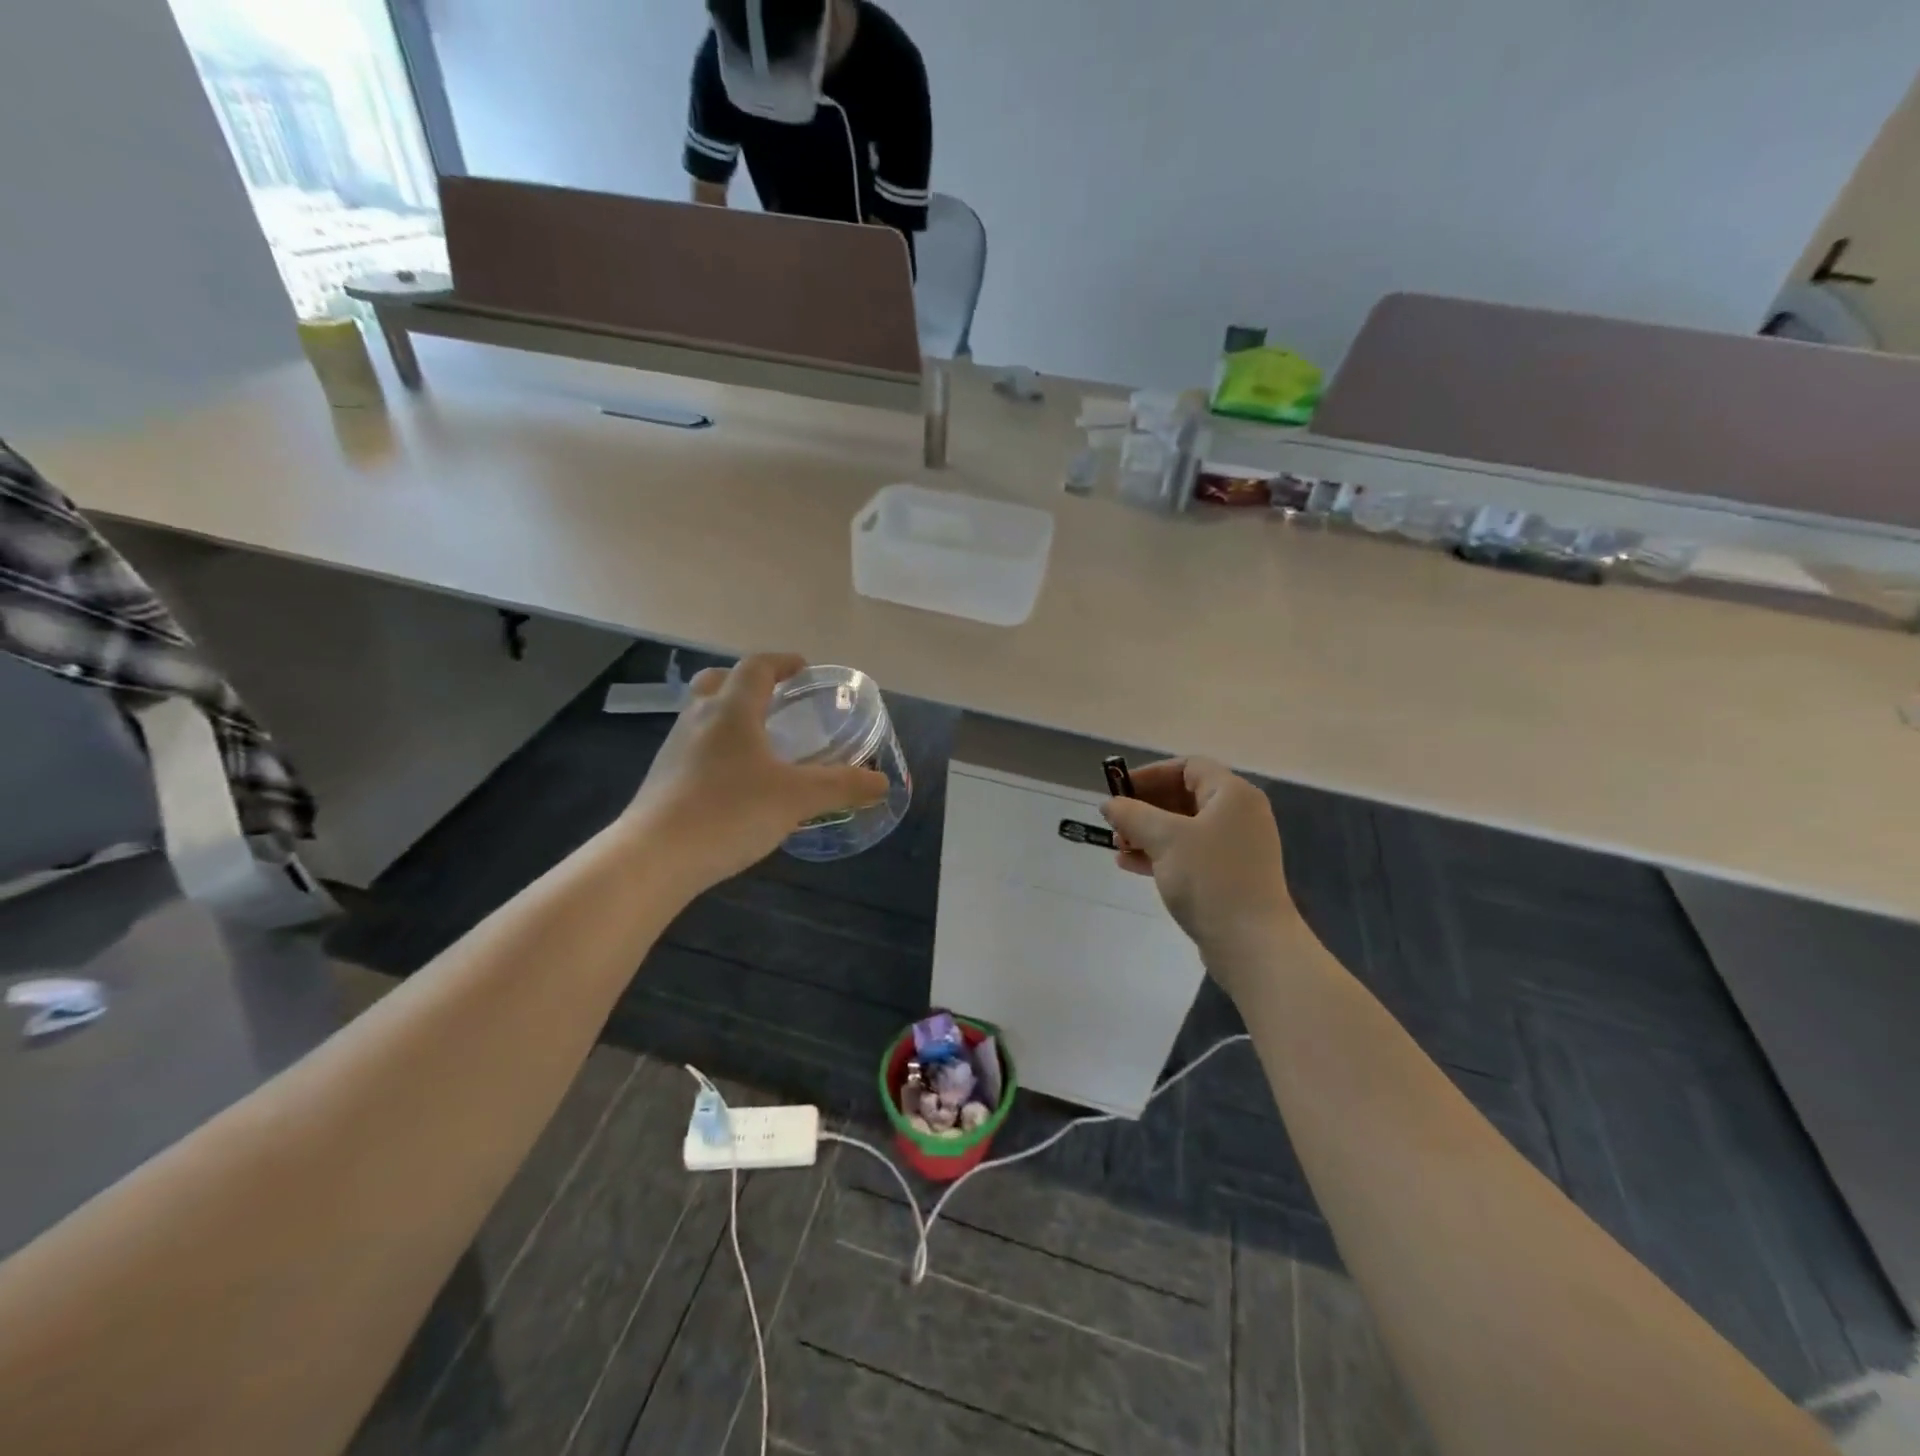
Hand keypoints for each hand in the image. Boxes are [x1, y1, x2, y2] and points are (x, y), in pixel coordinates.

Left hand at [624, 653, 888, 893]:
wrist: (654, 858)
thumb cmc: (729, 812)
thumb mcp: (796, 798)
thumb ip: (842, 786)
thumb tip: (882, 782)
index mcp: (730, 710)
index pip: (755, 667)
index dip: (781, 662)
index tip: (803, 668)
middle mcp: (698, 719)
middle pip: (718, 682)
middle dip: (747, 682)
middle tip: (775, 698)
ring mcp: (674, 749)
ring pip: (702, 715)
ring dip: (729, 715)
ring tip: (759, 740)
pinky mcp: (662, 779)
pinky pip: (694, 747)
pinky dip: (717, 748)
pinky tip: (735, 780)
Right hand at [1102, 758, 1300, 996]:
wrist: (1252, 944)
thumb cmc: (1210, 879)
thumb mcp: (1165, 839)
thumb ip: (1132, 815)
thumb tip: (1109, 804)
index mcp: (1232, 794)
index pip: (1188, 767)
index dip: (1150, 774)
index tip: (1119, 790)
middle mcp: (1239, 814)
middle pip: (1184, 796)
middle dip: (1145, 807)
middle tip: (1115, 822)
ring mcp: (1236, 847)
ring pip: (1184, 827)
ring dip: (1148, 832)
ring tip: (1118, 846)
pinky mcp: (1229, 875)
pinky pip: (1190, 853)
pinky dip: (1161, 854)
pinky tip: (1130, 865)